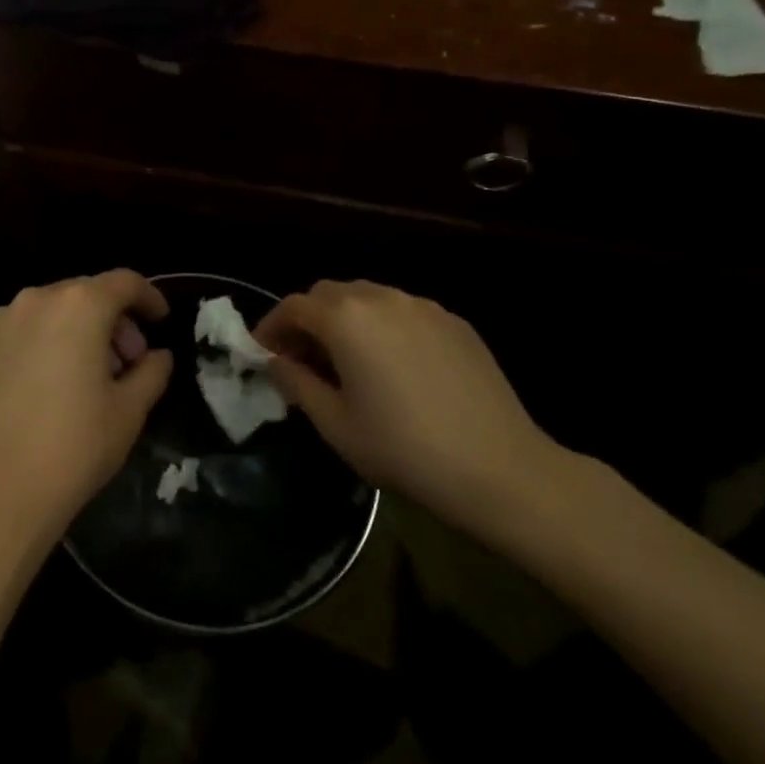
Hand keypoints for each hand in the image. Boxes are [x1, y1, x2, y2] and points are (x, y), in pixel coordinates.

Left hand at [0, 271, 173, 539]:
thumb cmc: (71, 448)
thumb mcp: (128, 412)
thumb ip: (151, 372)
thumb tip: (157, 355)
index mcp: (79, 305)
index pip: (124, 282)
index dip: (149, 297)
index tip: (160, 320)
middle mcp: (35, 299)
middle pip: (84, 295)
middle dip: (111, 320)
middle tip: (125, 363)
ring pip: (47, 312)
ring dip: (73, 331)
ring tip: (81, 377)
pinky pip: (17, 332)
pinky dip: (38, 345)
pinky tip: (41, 386)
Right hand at [254, 281, 567, 539]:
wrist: (501, 469)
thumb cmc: (404, 449)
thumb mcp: (335, 424)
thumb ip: (296, 383)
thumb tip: (276, 361)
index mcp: (345, 318)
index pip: (293, 306)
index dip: (271, 327)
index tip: (263, 354)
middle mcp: (381, 298)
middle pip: (328, 293)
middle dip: (307, 319)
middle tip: (302, 358)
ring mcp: (423, 306)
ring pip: (367, 297)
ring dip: (345, 319)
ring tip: (347, 360)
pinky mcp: (454, 323)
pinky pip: (403, 312)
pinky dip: (383, 326)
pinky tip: (392, 366)